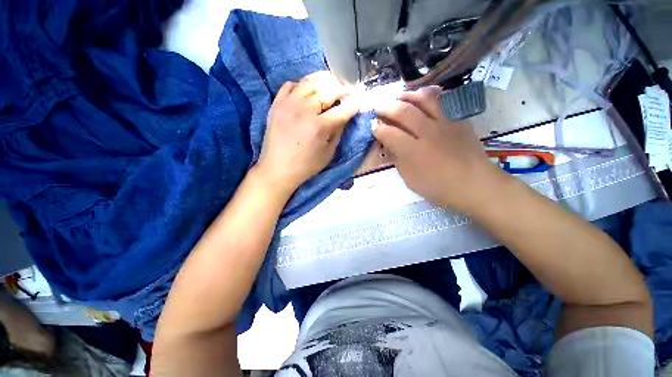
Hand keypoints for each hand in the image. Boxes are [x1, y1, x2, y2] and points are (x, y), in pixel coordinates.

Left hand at [255, 72, 358, 195]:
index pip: (343, 108)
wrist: (277, 169)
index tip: (359, 100)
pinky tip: (307, 94)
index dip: (354, 103)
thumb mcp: (328, 153)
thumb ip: (338, 131)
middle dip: (342, 89)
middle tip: (346, 92)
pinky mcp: (276, 104)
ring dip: (324, 82)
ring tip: (329, 88)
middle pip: (328, 89)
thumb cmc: (306, 166)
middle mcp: (304, 111)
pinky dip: (302, 86)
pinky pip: (291, 84)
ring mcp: (288, 104)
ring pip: (310, 81)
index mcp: (319, 127)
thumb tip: (345, 114)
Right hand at [373, 87, 502, 209]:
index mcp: (413, 151)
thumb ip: (398, 160)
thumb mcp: (410, 179)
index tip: (373, 126)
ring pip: (424, 99)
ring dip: (408, 96)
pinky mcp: (459, 120)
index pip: (389, 133)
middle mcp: (428, 132)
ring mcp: (445, 123)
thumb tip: (389, 145)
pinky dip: (430, 97)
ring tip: (400, 97)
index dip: (378, 129)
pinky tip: (424, 99)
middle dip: (387, 107)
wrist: (474, 184)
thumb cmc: (437, 187)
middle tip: (379, 107)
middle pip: (404, 111)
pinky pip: (444, 101)